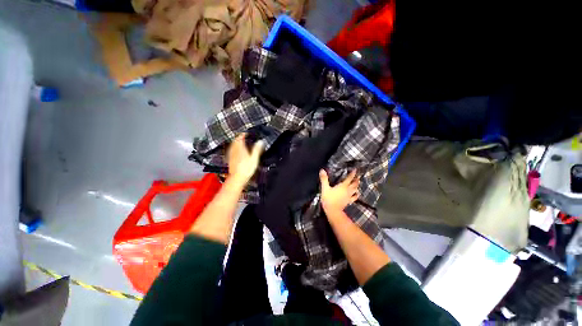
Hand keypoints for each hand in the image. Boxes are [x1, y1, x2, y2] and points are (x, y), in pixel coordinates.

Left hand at [226, 133, 263, 187]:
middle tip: (243, 136)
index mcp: (240, 148)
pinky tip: (236, 150)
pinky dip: (234, 148)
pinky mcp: (230, 159)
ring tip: (239, 141)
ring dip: (236, 142)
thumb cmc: (246, 168)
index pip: (240, 137)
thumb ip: (257, 149)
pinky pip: (231, 150)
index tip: (246, 132)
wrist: (237, 178)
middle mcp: (234, 150)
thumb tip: (261, 141)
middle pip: (235, 141)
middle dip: (239, 137)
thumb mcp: (254, 158)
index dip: (243, 134)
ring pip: (232, 145)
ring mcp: (231, 154)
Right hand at [319, 169, 359, 214]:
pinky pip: (354, 197)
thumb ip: (324, 179)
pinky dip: (356, 194)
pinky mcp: (349, 201)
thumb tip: (322, 170)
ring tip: (358, 183)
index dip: (352, 174)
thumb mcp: (325, 188)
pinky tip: (357, 193)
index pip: (349, 178)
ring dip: (357, 186)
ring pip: (355, 189)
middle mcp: (347, 190)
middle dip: (356, 179)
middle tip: (358, 176)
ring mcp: (349, 196)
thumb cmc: (328, 199)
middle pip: (354, 184)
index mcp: (343, 186)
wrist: (333, 211)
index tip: (355, 170)